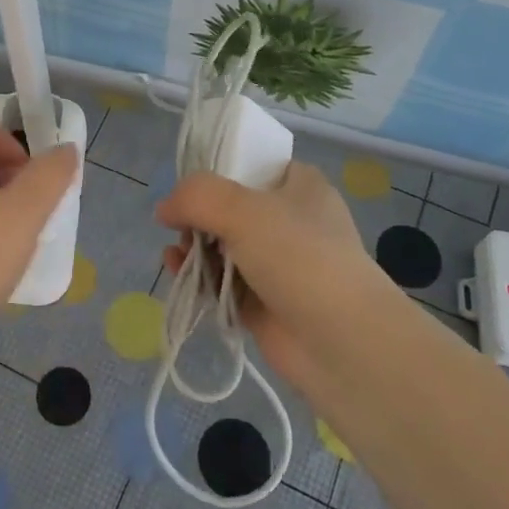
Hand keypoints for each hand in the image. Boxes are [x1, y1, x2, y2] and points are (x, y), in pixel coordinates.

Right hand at [157, 162, 401, 396]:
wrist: (343, 343)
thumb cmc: (300, 259)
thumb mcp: (244, 210)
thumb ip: (196, 197)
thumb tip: (164, 209)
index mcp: (299, 186)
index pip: (250, 164)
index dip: (215, 172)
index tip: (188, 189)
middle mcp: (290, 221)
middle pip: (229, 208)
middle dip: (197, 217)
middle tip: (183, 230)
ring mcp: (278, 264)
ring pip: (222, 247)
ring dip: (193, 249)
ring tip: (176, 257)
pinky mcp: (264, 301)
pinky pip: (222, 282)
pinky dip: (200, 278)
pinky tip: (180, 275)